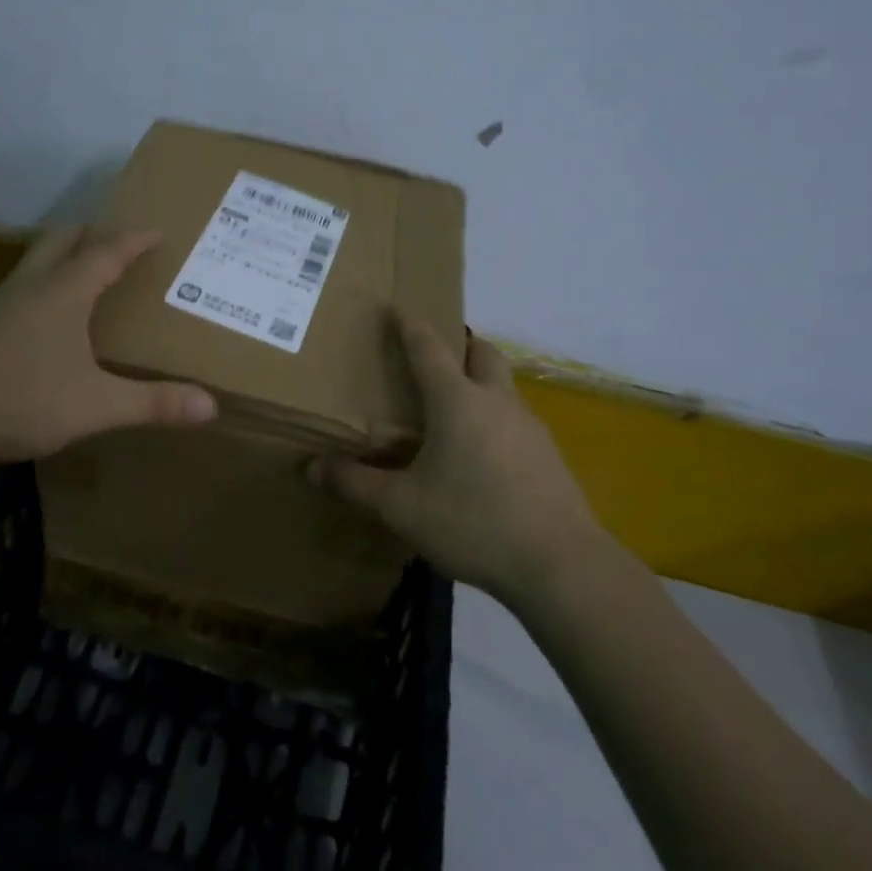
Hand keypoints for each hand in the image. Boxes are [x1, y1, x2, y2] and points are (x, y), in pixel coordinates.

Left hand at [0, 227, 216, 467]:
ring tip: (87, 275)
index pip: (106, 252)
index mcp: (63, 292)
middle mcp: (29, 286)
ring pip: (35, 261)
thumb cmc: (20, 401)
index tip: (158, 231)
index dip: (135, 240)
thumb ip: (153, 403)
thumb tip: (212, 406)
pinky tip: (46, 319)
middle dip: (93, 234)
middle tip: (120, 243)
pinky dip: (43, 284)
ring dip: (64, 256)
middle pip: (62, 239)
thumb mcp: (96, 406)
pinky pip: (19, 287)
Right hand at [309, 311, 602, 607]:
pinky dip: (495, 418)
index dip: (410, 326)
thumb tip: (311, 467)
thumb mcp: (401, 507)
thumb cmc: (472, 521)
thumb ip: (355, 484)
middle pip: (482, 354)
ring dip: (480, 382)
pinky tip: (482, 455)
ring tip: (454, 408)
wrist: (559, 563)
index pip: (429, 349)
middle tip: (437, 354)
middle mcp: (497, 402)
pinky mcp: (549, 456)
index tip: (398, 307)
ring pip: (503, 387)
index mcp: (457, 401)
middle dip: (460, 344)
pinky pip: (516, 420)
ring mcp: (530, 427)